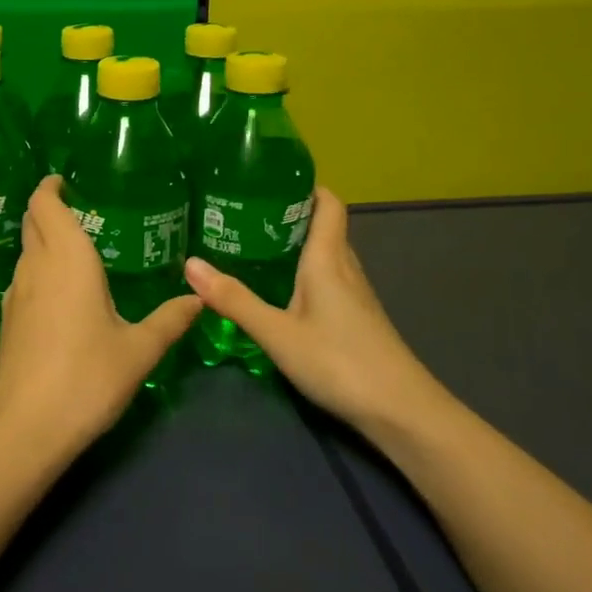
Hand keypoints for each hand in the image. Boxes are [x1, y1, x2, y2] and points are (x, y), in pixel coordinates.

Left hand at [0, 175, 201, 460]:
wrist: (25, 430)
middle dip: (48, 208)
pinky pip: (23, 278)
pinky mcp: (7, 322)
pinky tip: (62, 293)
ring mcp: (15, 295)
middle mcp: (35, 267)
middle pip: (32, 222)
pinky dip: (39, 269)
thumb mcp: (139, 350)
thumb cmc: (86, 378)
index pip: (44, 204)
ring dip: (44, 240)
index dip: (50, 187)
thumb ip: (170, 320)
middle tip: (81, 209)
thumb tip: (199, 298)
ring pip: (26, 251)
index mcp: (67, 259)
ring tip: (78, 249)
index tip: (66, 180)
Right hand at [183, 188, 445, 440]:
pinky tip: (278, 291)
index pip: (327, 203)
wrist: (401, 412)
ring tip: (251, 246)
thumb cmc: (339, 362)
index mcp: (328, 258)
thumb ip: (235, 300)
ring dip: (294, 245)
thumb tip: (190, 264)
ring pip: (324, 255)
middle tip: (243, 213)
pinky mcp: (356, 318)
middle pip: (322, 226)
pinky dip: (302, 273)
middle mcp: (345, 268)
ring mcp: (355, 295)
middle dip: (287, 215)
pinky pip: (327, 279)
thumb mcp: (277, 333)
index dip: (304, 186)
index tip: (268, 180)